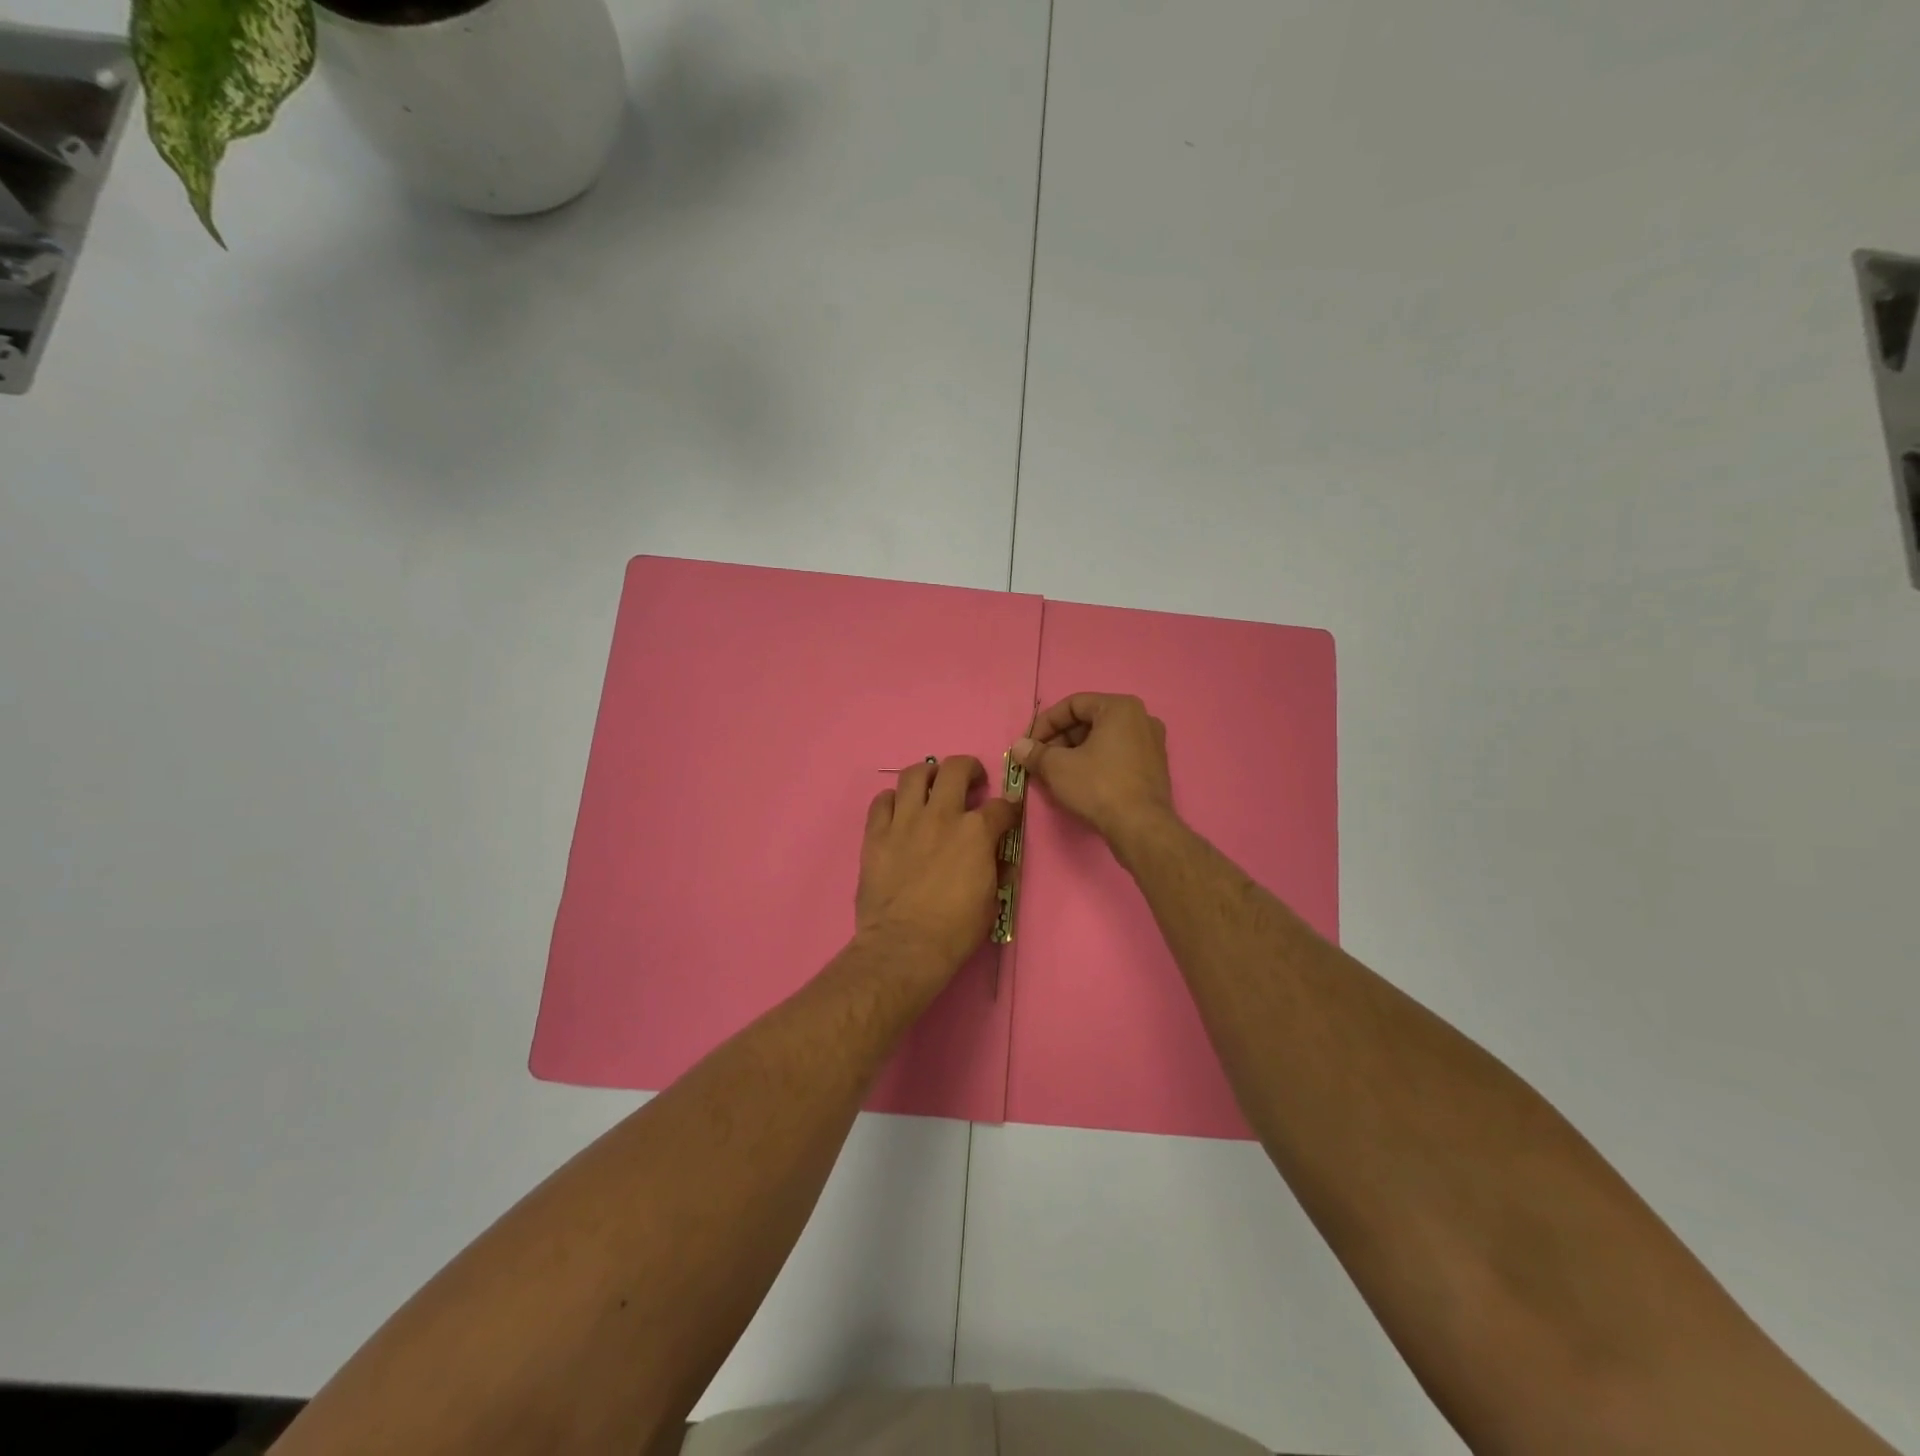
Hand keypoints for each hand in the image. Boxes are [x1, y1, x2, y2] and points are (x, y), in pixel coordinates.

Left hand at [855, 756, 1020, 976]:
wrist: (904, 947)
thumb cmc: (955, 931)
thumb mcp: (991, 902)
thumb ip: (996, 871)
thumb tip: (999, 859)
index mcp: (976, 832)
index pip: (1001, 806)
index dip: (1008, 808)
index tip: (1007, 813)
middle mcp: (941, 815)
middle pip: (955, 769)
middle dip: (969, 768)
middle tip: (971, 781)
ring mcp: (904, 821)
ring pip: (914, 774)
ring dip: (927, 774)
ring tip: (932, 784)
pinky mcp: (875, 834)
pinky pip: (881, 800)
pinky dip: (892, 800)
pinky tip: (898, 810)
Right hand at [1012, 693, 1174, 844]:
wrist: (1141, 827)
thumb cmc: (1098, 786)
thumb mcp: (1058, 767)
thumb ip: (1035, 753)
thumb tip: (1019, 746)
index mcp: (1120, 707)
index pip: (1073, 704)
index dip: (1045, 723)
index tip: (1029, 744)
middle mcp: (1141, 718)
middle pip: (1089, 721)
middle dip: (1060, 739)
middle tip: (1040, 760)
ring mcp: (1152, 743)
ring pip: (1103, 739)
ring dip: (1075, 752)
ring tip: (1055, 773)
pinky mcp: (1154, 767)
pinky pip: (1117, 755)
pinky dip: (1095, 762)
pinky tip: (1079, 782)